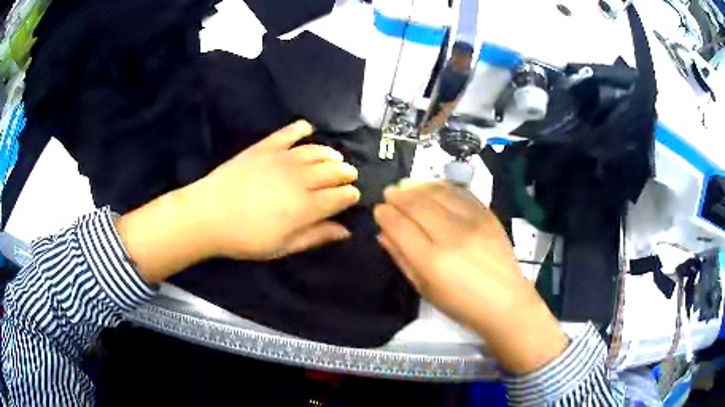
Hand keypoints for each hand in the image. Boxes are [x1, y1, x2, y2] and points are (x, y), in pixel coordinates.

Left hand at [116, 120, 359, 283]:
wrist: (208, 214)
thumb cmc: (246, 238)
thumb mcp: (283, 247)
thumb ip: (316, 236)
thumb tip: (345, 231)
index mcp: (306, 207)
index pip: (341, 196)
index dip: (351, 195)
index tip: (352, 197)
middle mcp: (301, 179)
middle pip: (334, 171)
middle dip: (346, 174)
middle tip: (348, 176)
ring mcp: (283, 159)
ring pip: (317, 151)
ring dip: (331, 155)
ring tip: (334, 158)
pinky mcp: (266, 147)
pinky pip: (289, 133)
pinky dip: (301, 129)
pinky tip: (307, 129)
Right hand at [374, 181, 566, 373]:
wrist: (505, 301)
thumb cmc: (461, 304)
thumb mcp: (424, 289)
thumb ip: (402, 258)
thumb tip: (383, 233)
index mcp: (432, 261)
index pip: (400, 226)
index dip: (385, 214)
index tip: (379, 210)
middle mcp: (451, 236)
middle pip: (417, 205)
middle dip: (398, 195)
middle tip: (389, 192)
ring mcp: (473, 223)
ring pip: (438, 193)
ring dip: (418, 186)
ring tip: (406, 186)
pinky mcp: (488, 216)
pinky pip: (461, 193)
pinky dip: (443, 186)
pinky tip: (433, 187)